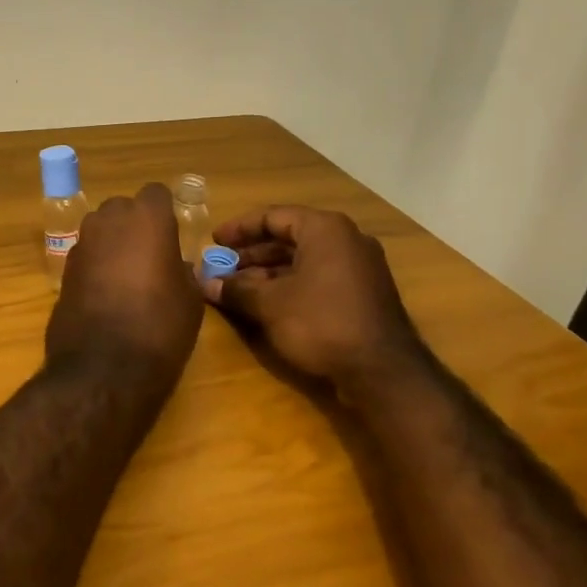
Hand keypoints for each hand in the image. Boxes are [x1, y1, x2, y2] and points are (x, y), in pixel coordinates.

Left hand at [46, 183, 202, 377]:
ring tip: (128, 279)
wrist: (104, 368)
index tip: (172, 237)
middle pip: (123, 209)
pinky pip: (86, 257)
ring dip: (112, 245)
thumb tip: (174, 267)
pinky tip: (106, 297)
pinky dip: (95, 268)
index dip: (164, 214)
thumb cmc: (160, 327)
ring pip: (101, 231)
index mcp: (147, 218)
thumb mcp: (190, 299)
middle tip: (150, 258)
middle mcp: (109, 220)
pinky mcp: (63, 271)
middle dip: (134, 226)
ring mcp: (81, 244)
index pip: (156, 194)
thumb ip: (182, 271)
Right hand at [201, 205, 425, 390]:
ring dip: (268, 271)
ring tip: (238, 288)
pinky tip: (268, 303)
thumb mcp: (270, 304)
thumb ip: (235, 289)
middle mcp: (346, 240)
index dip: (239, 228)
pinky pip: (319, 277)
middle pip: (289, 237)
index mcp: (324, 229)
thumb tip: (205, 284)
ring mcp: (359, 267)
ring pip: (304, 259)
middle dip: (252, 253)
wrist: (382, 370)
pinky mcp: (364, 293)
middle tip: (222, 267)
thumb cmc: (320, 322)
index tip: (214, 242)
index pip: (273, 216)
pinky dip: (291, 284)